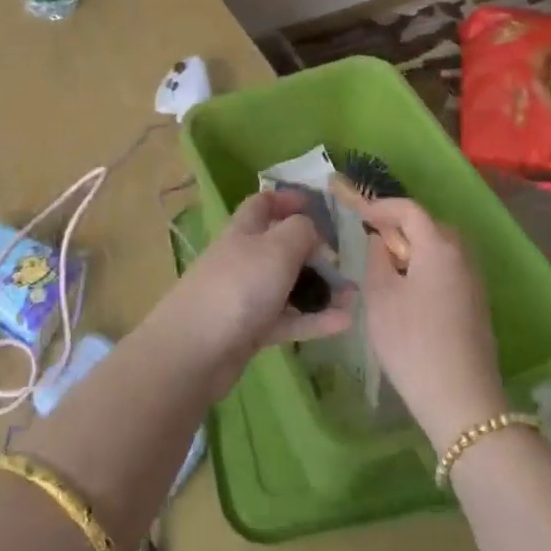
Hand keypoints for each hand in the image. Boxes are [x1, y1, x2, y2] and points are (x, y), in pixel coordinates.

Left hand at [162, 189, 354, 373]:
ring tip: (354, 297)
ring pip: (288, 286)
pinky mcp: (251, 330)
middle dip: (313, 251)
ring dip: (320, 289)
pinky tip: (344, 323)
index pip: (262, 204)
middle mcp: (243, 259)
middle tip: (344, 260)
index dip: (287, 200)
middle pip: (280, 246)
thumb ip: (301, 232)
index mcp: (243, 230)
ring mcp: (246, 296)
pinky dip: (314, 319)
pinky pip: (288, 319)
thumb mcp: (276, 248)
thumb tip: (313, 231)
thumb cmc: (238, 287)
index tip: (316, 205)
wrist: (196, 350)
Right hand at [361, 198, 505, 451]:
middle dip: (400, 225)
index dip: (382, 206)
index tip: (359, 213)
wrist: (462, 401)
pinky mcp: (477, 304)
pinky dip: (427, 267)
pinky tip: (409, 291)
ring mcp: (474, 281)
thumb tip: (382, 241)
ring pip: (441, 248)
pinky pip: (449, 269)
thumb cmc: (412, 342)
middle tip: (372, 239)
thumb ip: (377, 258)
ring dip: (415, 247)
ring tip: (388, 266)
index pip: (410, 209)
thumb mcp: (379, 296)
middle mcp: (463, 256)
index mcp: (439, 247)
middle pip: (430, 225)